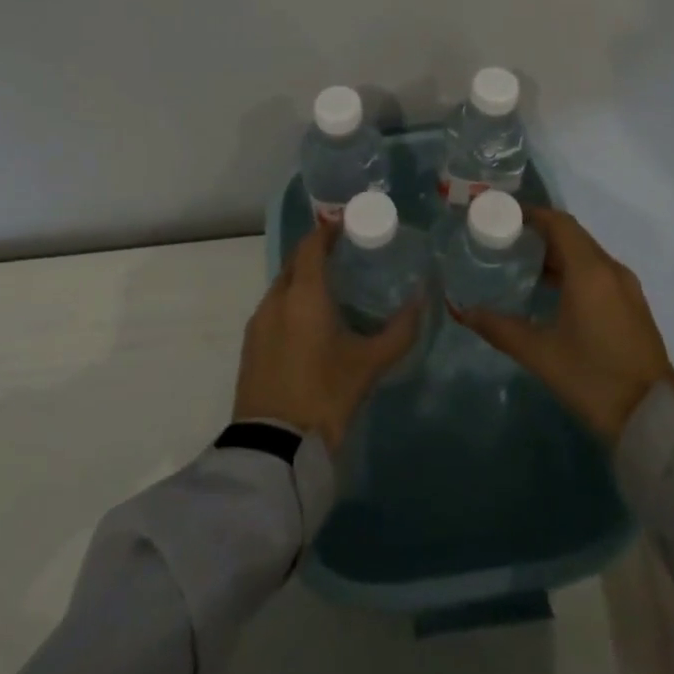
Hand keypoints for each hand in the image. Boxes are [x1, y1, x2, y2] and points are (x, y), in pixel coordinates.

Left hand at [232, 223, 421, 450]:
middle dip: (315, 252)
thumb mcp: (369, 364)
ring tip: (331, 288)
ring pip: (282, 286)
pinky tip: (309, 322)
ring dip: (302, 279)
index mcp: (303, 294)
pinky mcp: (250, 346)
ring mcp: (258, 323)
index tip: (348, 225)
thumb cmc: (325, 395)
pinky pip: (273, 309)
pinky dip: (291, 303)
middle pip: (294, 262)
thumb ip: (399, 330)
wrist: (274, 448)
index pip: (311, 245)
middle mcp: (275, 299)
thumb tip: (422, 300)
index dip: (328, 230)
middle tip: (344, 254)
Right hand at [450, 206, 673, 444]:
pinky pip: (599, 274)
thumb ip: (500, 328)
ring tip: (522, 264)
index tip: (502, 215)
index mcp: (591, 272)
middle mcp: (612, 271)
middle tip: (505, 240)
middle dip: (540, 233)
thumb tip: (464, 312)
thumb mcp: (541, 355)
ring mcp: (627, 289)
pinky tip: (552, 292)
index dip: (531, 214)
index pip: (559, 223)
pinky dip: (574, 271)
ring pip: (587, 256)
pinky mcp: (633, 307)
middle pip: (573, 236)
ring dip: (557, 253)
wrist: (653, 421)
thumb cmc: (594, 379)